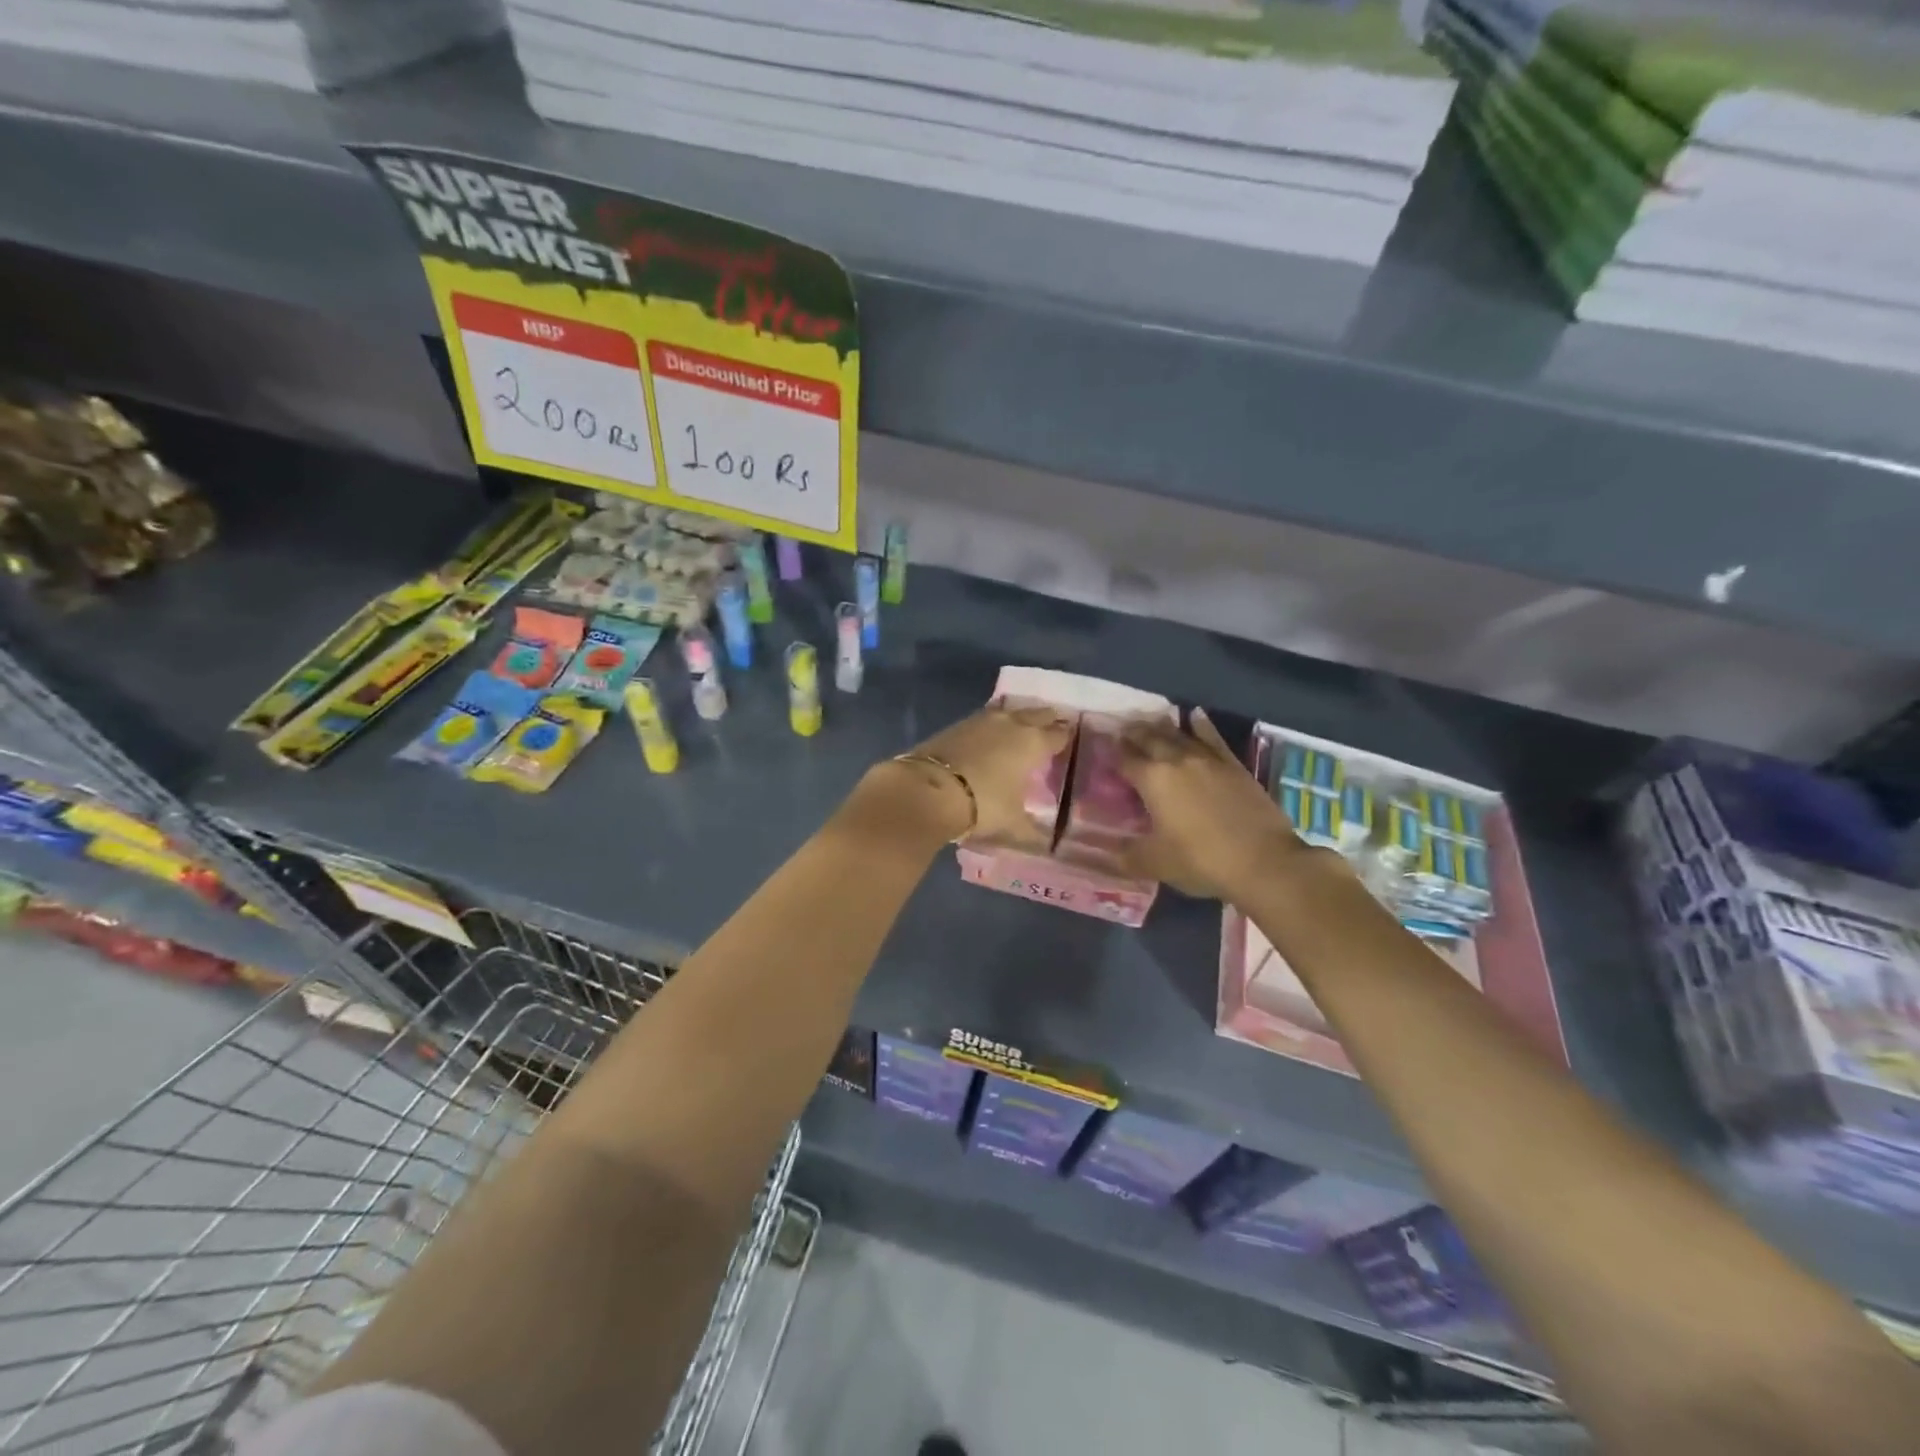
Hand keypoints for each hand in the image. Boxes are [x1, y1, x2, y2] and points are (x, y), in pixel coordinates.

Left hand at [849, 703, 1072, 849]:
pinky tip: (990, 734)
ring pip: (1008, 711)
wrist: (928, 790)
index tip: (1069, 741)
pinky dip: (992, 725)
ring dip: (1017, 716)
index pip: (1057, 735)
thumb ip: (1032, 831)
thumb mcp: (1012, 824)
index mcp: (1032, 743)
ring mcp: (981, 720)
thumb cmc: (982, 805)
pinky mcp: (956, 724)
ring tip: (1021, 726)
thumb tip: (1046, 843)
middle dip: (1046, 719)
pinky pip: (984, 719)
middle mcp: (1010, 724)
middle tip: (1052, 726)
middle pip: (1035, 714)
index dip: (1065, 738)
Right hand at [1117, 709, 1313, 901]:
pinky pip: (1212, 737)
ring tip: (1150, 721)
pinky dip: (1201, 725)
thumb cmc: (1201, 861)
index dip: (1111, 753)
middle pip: (1149, 739)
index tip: (1103, 747)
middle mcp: (1177, 761)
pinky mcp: (1234, 766)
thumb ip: (1128, 855)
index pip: (1124, 759)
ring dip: (1161, 727)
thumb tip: (1109, 852)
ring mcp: (1209, 760)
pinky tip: (1195, 716)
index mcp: (1152, 780)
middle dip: (1133, 733)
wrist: (1264, 861)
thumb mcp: (1156, 863)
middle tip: (1123, 730)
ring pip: (1179, 734)